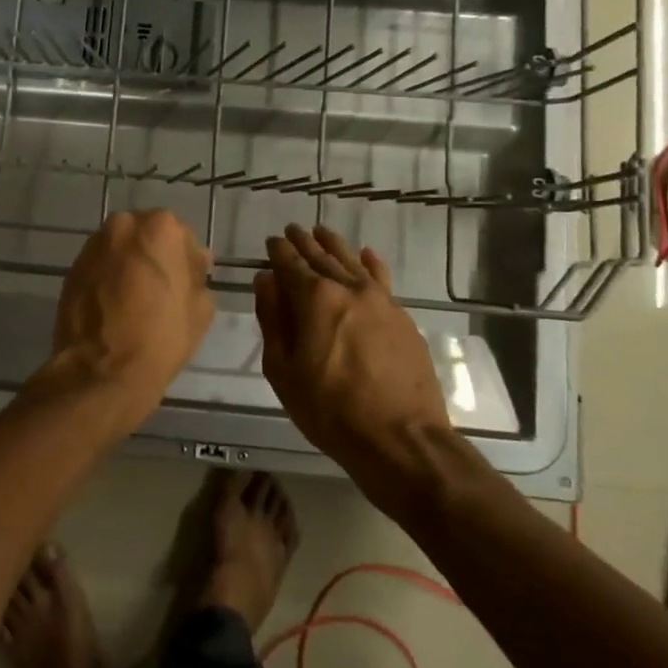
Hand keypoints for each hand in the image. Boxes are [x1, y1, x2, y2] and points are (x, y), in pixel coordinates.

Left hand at [44, 209, 214, 431]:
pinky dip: (108, 279)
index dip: (186, 262)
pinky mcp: (72, 268)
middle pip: (146, 236)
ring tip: (135, 302)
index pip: (181, 235)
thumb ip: (198, 275)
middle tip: (160, 292)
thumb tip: (192, 264)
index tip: (186, 285)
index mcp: (160, 227)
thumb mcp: (201, 309)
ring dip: (129, 267)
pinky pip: (99, 267)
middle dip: (154, 257)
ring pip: (120, 250)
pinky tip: (114, 308)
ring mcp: (92, 246)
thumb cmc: (160, 338)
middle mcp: (122, 225)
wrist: (101, 372)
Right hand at [254, 224, 448, 473]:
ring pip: (352, 261)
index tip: (271, 241)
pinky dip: (371, 263)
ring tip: (322, 232)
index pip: (290, 263)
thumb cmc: (329, 409)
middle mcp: (347, 288)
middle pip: (321, 256)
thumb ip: (272, 319)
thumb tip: (265, 280)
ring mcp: (380, 300)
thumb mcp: (283, 369)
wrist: (401, 438)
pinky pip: (382, 279)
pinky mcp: (402, 317)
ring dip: (334, 245)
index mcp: (313, 298)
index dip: (278, 250)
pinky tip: (367, 254)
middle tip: (293, 230)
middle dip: (304, 242)